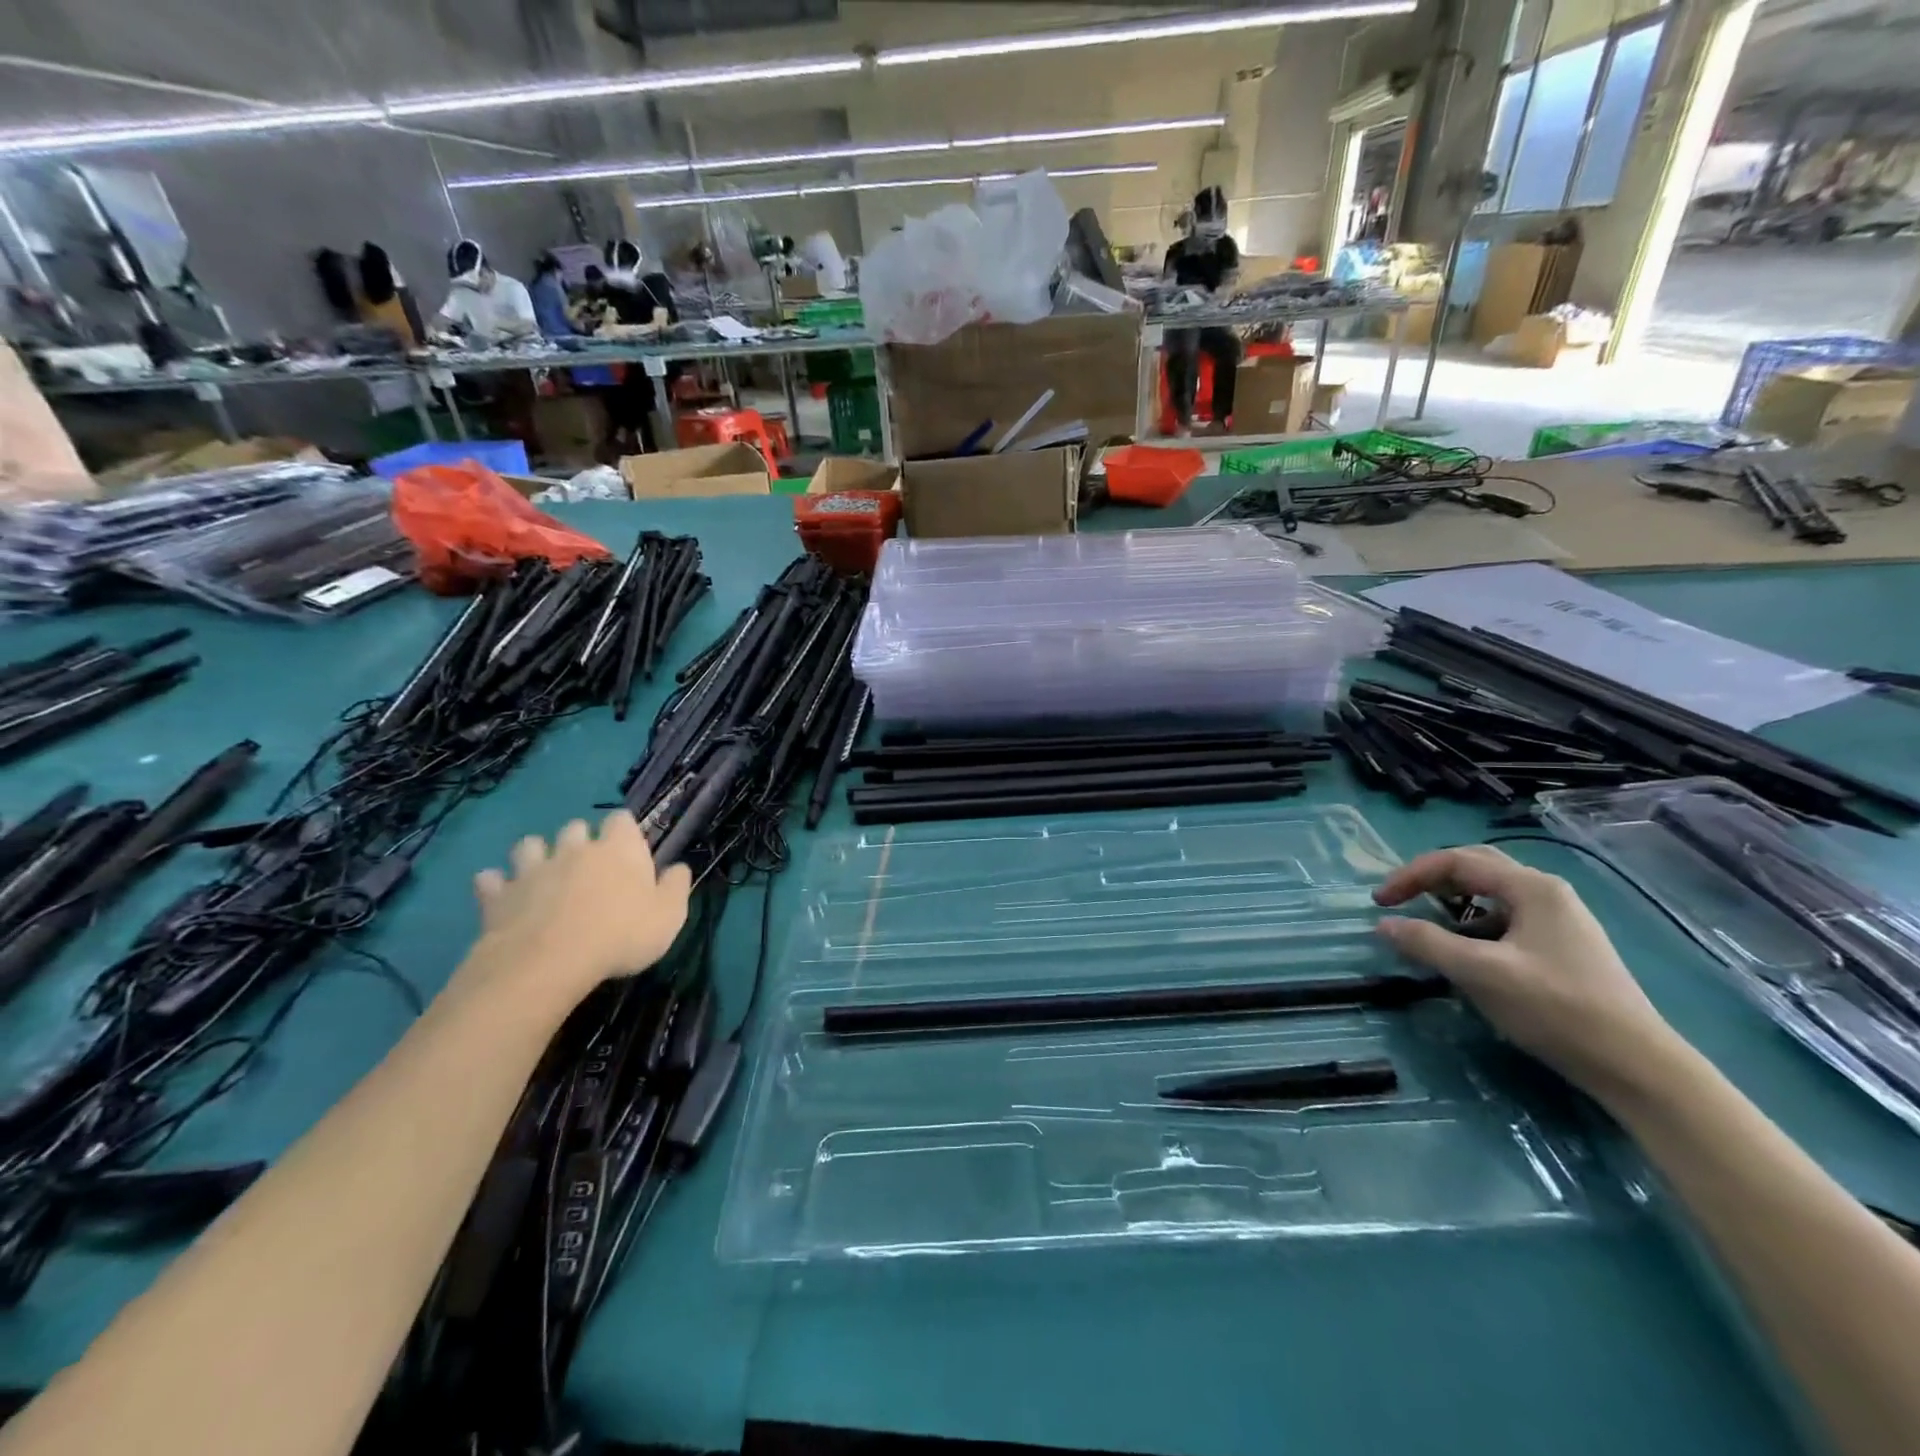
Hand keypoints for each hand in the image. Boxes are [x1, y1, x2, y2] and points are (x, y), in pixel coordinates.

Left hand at [463, 811, 691, 1006]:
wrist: (549, 962)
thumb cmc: (621, 936)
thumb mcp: (669, 916)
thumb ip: (676, 887)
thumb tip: (679, 868)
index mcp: (619, 849)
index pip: (622, 820)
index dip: (624, 832)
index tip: (629, 851)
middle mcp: (575, 849)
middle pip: (575, 828)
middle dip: (579, 841)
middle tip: (587, 868)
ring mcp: (533, 869)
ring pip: (529, 845)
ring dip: (536, 854)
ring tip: (543, 875)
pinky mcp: (498, 895)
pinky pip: (490, 879)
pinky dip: (496, 884)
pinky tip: (502, 897)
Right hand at [1372, 845, 1680, 1101]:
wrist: (1637, 1066)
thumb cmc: (1556, 1009)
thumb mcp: (1481, 973)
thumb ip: (1427, 943)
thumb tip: (1384, 924)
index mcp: (1531, 887)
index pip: (1455, 861)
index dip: (1410, 876)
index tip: (1380, 902)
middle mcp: (1547, 892)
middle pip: (1476, 868)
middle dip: (1431, 880)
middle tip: (1400, 900)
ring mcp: (1560, 920)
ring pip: (1491, 895)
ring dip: (1452, 903)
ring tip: (1427, 927)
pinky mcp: (1563, 947)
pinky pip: (1506, 919)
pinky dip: (1474, 925)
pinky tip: (1466, 952)